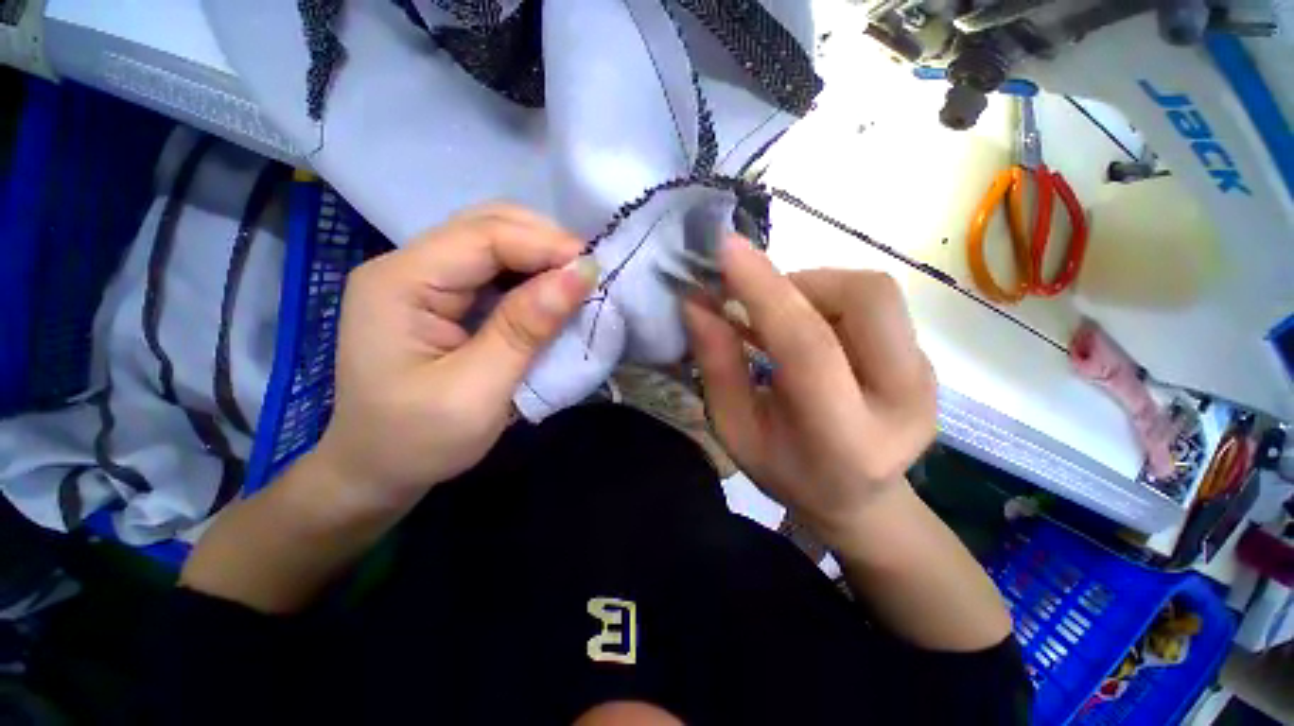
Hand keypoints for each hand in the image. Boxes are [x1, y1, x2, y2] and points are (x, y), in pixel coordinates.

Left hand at [313, 204, 597, 514]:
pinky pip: (493, 271)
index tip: (593, 269)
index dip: (544, 245)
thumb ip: (526, 328)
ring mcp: (422, 281)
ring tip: (575, 283)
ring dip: (540, 258)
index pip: (483, 237)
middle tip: (587, 275)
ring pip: (493, 244)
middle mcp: (407, 267)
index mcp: (400, 283)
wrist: (376, 471)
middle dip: (544, 244)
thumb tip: (580, 276)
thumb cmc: (418, 440)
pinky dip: (529, 278)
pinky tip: (549, 295)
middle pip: (486, 227)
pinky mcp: (440, 299)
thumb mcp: (477, 390)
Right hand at [683, 237, 936, 545]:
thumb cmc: (786, 471)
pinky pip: (876, 306)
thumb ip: (718, 367)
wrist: (857, 500)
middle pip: (866, 298)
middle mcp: (904, 402)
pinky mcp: (926, 362)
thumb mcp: (735, 430)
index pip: (808, 347)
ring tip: (779, 322)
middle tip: (759, 305)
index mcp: (845, 438)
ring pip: (873, 293)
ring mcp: (926, 379)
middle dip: (800, 283)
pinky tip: (807, 330)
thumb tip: (697, 302)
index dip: (765, 291)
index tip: (727, 249)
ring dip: (814, 290)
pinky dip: (829, 302)